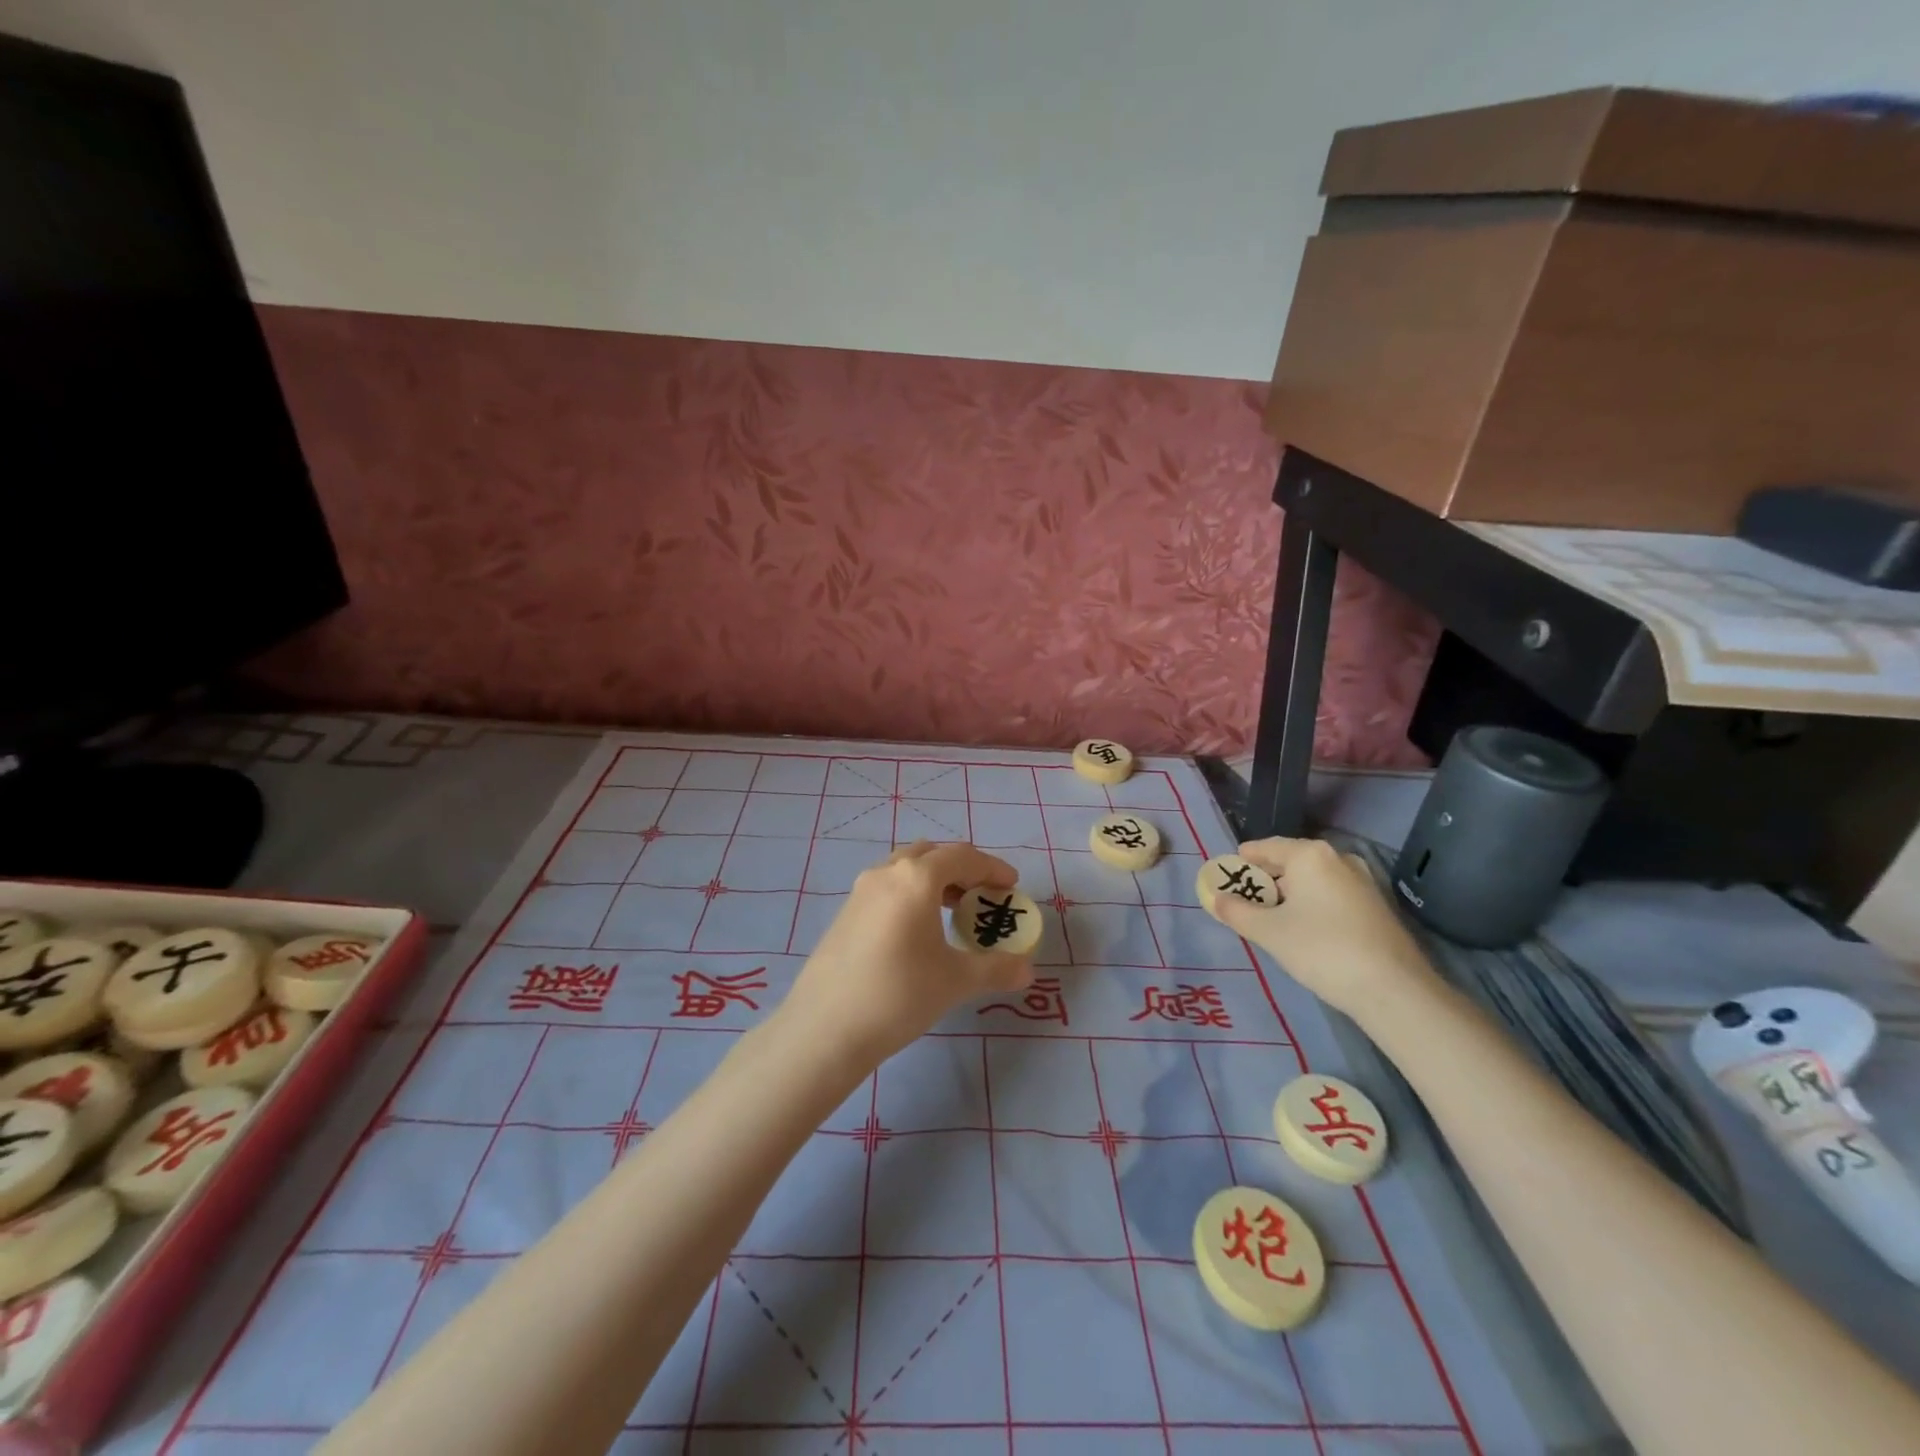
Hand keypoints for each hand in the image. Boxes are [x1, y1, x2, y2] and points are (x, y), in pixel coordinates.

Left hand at [782, 841, 1033, 1061]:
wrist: (824, 1029)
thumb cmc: (899, 995)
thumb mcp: (955, 981)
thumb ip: (996, 969)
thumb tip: (1027, 970)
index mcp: (916, 878)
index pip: (963, 856)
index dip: (992, 868)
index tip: (1011, 887)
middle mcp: (886, 873)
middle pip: (932, 854)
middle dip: (962, 869)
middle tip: (983, 896)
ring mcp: (860, 891)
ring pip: (905, 869)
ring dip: (934, 880)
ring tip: (953, 911)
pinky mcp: (845, 913)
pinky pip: (887, 888)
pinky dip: (911, 895)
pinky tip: (918, 931)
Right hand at [1212, 836, 1438, 1025]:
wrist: (1393, 989)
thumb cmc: (1321, 949)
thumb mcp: (1269, 932)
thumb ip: (1236, 911)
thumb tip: (1213, 898)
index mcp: (1310, 855)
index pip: (1266, 847)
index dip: (1242, 861)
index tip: (1225, 875)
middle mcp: (1338, 858)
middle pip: (1290, 862)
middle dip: (1266, 879)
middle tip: (1244, 900)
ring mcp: (1363, 881)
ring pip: (1313, 880)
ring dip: (1290, 894)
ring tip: (1271, 918)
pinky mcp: (1377, 905)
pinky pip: (1332, 894)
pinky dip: (1313, 904)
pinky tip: (1304, 929)